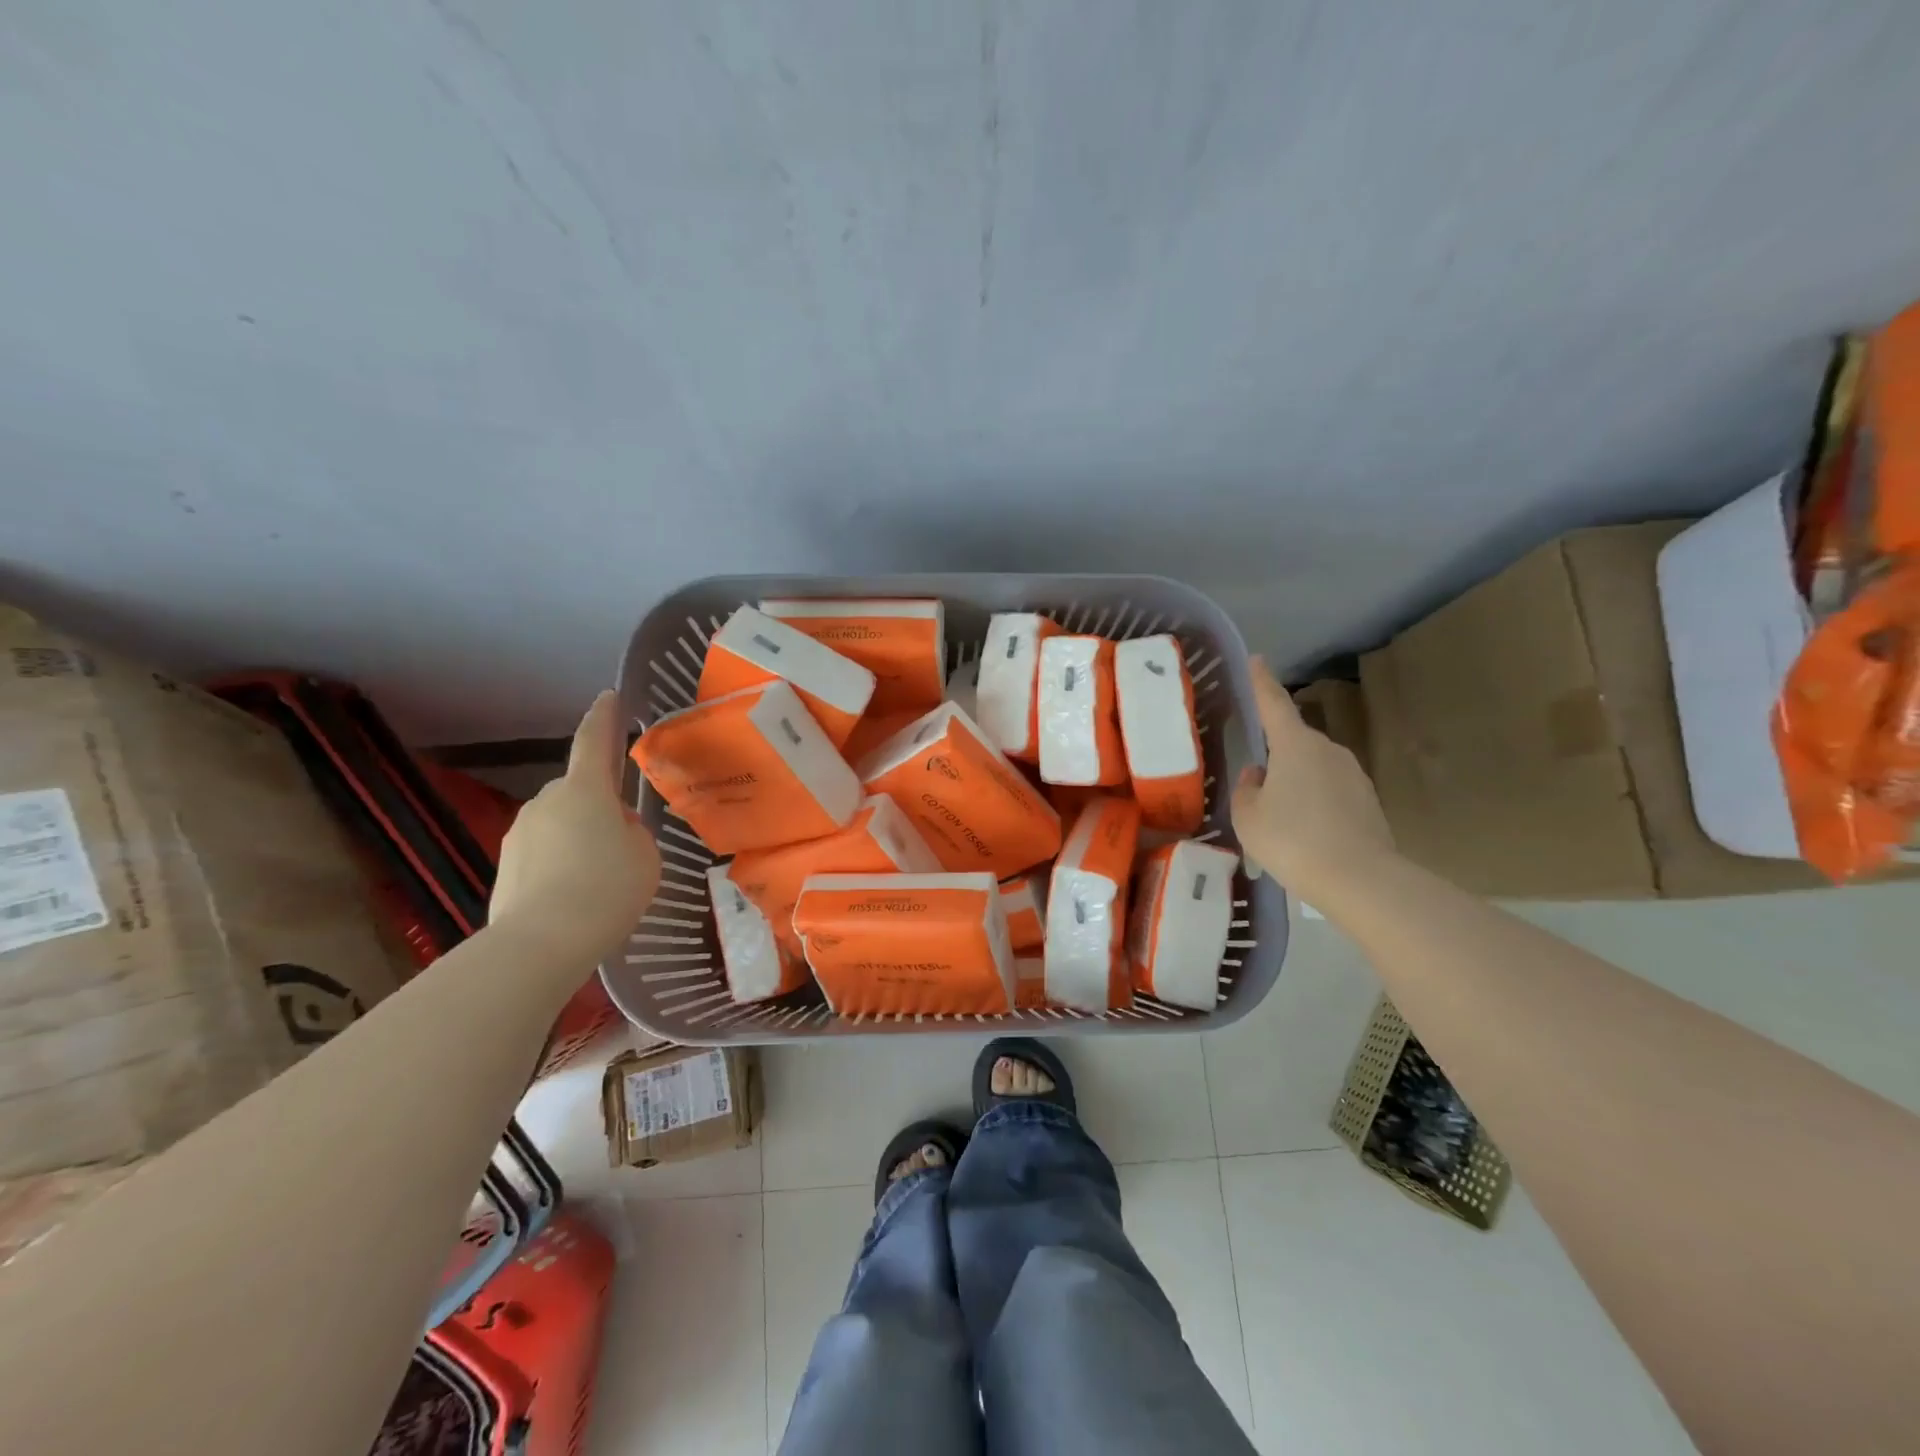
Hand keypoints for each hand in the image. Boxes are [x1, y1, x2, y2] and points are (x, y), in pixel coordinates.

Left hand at [490, 691, 660, 966]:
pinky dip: (560, 867)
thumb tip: (614, 832)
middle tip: (623, 842)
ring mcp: (520, 834)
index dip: (603, 717)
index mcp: (585, 790)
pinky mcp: (505, 867)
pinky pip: (543, 855)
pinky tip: (575, 900)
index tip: (608, 696)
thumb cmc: (606, 889)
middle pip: (579, 792)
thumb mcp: (645, 856)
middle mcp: (546, 801)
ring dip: (579, 840)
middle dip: (599, 807)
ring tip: (600, 881)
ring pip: (560, 825)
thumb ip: (633, 834)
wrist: (541, 943)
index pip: (593, 741)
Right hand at [1231, 658, 1394, 903]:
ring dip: (1296, 781)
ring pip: (1313, 768)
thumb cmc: (1292, 840)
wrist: (1360, 880)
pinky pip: (1331, 791)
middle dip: (1276, 753)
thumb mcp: (1249, 816)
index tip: (1257, 659)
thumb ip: (1247, 789)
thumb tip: (1259, 775)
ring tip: (1279, 815)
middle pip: (1294, 741)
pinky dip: (1315, 803)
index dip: (1261, 682)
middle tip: (1256, 779)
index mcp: (1295, 745)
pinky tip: (1305, 832)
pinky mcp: (1368, 802)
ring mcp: (1353, 775)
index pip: (1273, 703)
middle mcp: (1328, 750)